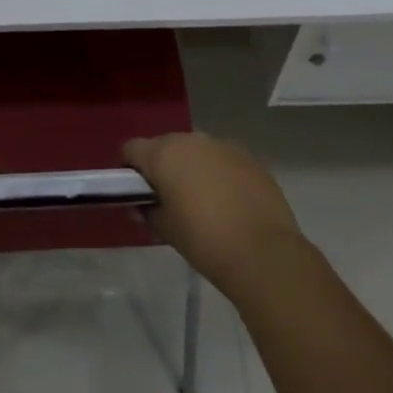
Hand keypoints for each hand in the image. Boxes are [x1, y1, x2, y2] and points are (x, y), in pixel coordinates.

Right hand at [123, 131, 307, 296]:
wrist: (263, 252)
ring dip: (192, 168)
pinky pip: (222, 160)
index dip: (129, 168)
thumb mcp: (165, 230)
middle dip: (162, 167)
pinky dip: (218, 174)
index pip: (132, 148)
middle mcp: (191, 140)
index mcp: (163, 154)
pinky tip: (227, 202)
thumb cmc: (203, 240)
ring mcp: (222, 146)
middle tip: (167, 198)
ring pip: (196, 151)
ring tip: (200, 201)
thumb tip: (143, 206)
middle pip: (165, 146)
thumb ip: (148, 212)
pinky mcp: (249, 158)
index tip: (135, 191)